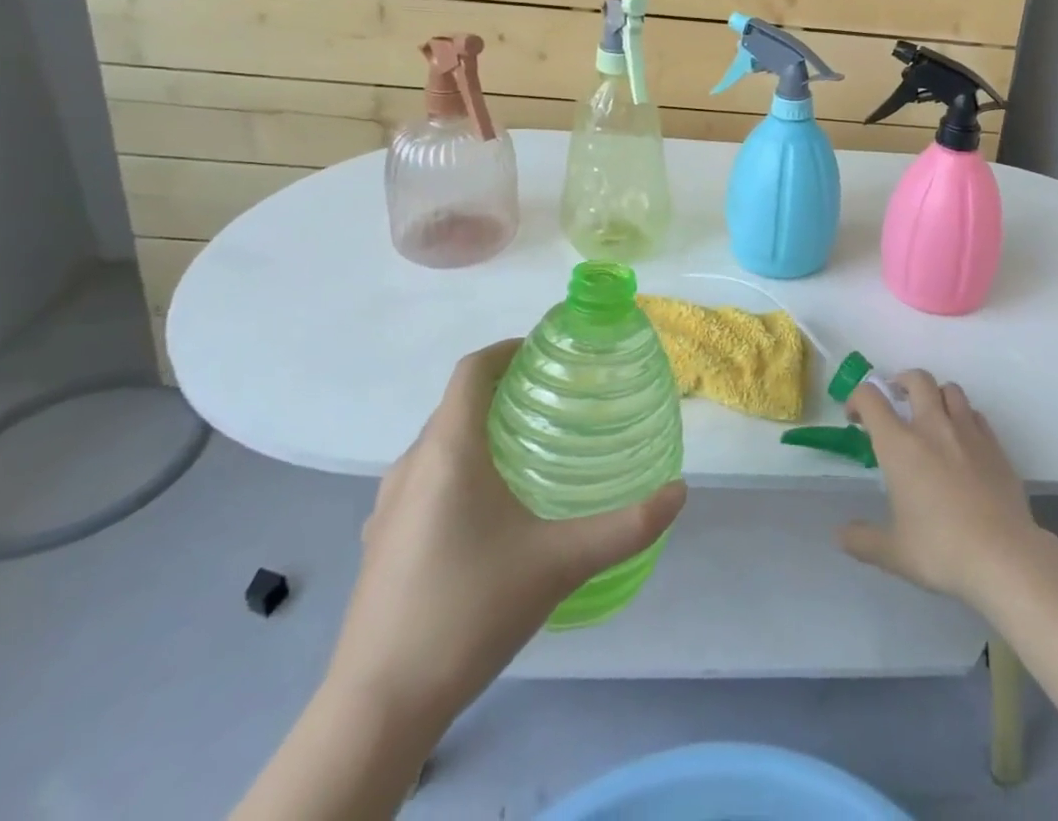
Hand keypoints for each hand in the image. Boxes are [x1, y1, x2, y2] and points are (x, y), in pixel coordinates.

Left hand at [325, 340, 686, 727]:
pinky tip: (491, 512)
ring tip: (532, 450)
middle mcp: (411, 466)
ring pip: (440, 444)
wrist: (377, 709)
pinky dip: (460, 469)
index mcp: (448, 451)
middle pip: (458, 404)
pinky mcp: (381, 542)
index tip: (549, 351)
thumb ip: (626, 526)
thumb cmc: (468, 611)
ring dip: (481, 431)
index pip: (473, 369)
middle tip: (558, 402)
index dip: (509, 348)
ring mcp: (388, 507)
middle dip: (506, 390)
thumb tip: (679, 493)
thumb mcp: (560, 564)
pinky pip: (426, 480)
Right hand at [836, 369, 1038, 607]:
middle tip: (896, 401)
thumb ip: (862, 540)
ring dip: (936, 395)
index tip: (855, 417)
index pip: (871, 398)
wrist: (1004, 556)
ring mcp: (968, 432)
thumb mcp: (894, 552)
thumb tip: (841, 535)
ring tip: (931, 416)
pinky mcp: (995, 445)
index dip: (857, 398)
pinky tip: (962, 441)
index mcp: (900, 445)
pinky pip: (976, 415)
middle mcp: (933, 427)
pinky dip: (964, 417)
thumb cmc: (941, 550)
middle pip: (917, 379)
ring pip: (951, 389)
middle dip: (901, 382)